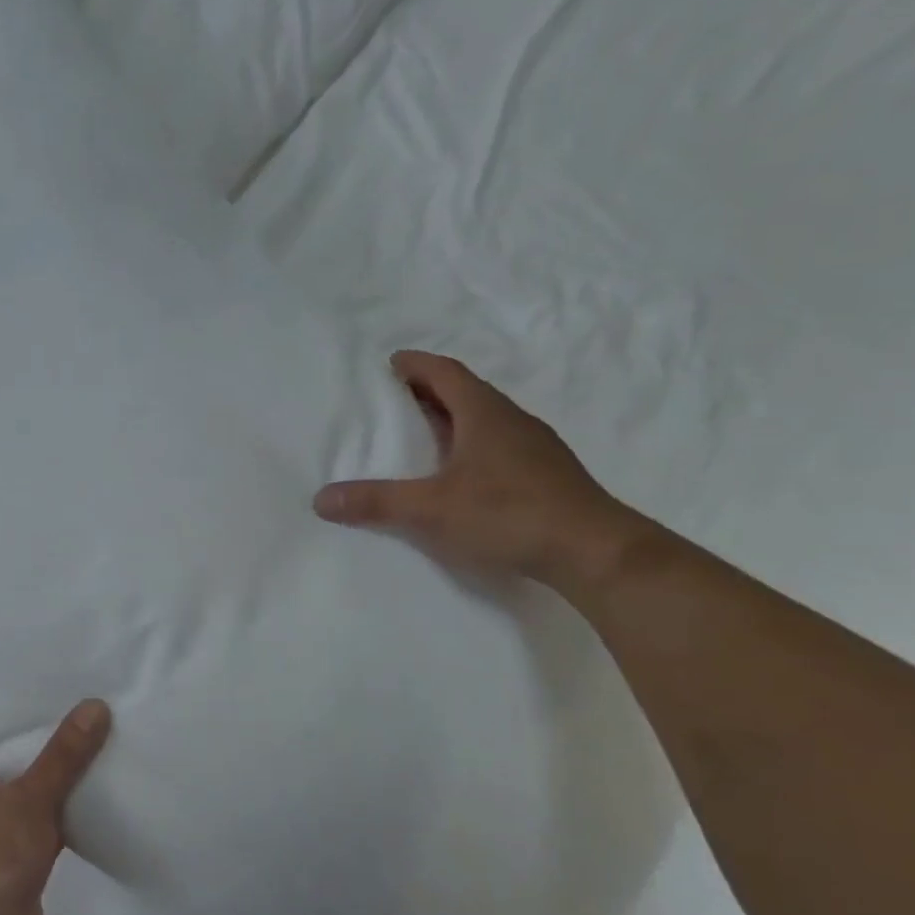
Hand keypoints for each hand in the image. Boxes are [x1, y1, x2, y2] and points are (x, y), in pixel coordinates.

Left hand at [0, 699, 111, 914]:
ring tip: (91, 727)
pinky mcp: (23, 851)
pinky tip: (98, 783)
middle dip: (35, 729)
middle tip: (72, 694)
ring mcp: (0, 824)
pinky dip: (68, 802)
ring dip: (55, 766)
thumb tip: (95, 705)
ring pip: (31, 783)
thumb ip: (62, 756)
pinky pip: (49, 814)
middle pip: (7, 751)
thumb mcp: (28, 799)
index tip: (23, 677)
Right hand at [313, 351, 647, 593]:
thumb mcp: (431, 509)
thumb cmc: (508, 514)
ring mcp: (535, 448)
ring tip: (423, 435)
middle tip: (396, 399)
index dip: (417, 365)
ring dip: (454, 419)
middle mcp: (512, 420)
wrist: (593, 551)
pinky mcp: (547, 475)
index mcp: (484, 414)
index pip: (446, 373)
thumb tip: (321, 499)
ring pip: (486, 420)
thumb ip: (376, 502)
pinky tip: (462, 473)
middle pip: (466, 392)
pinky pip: (500, 445)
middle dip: (430, 391)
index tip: (392, 363)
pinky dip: (473, 445)